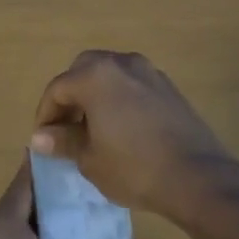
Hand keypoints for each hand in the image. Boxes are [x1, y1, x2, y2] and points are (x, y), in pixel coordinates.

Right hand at [30, 50, 238, 219]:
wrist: (196, 176)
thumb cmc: (134, 168)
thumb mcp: (90, 159)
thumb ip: (64, 140)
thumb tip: (41, 136)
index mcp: (96, 76)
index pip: (58, 88)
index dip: (46, 114)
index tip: (45, 139)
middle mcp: (122, 63)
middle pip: (84, 70)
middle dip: (71, 96)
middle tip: (67, 128)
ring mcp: (150, 72)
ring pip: (111, 74)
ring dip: (96, 94)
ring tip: (94, 129)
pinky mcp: (169, 87)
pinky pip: (133, 84)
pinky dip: (120, 98)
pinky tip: (123, 128)